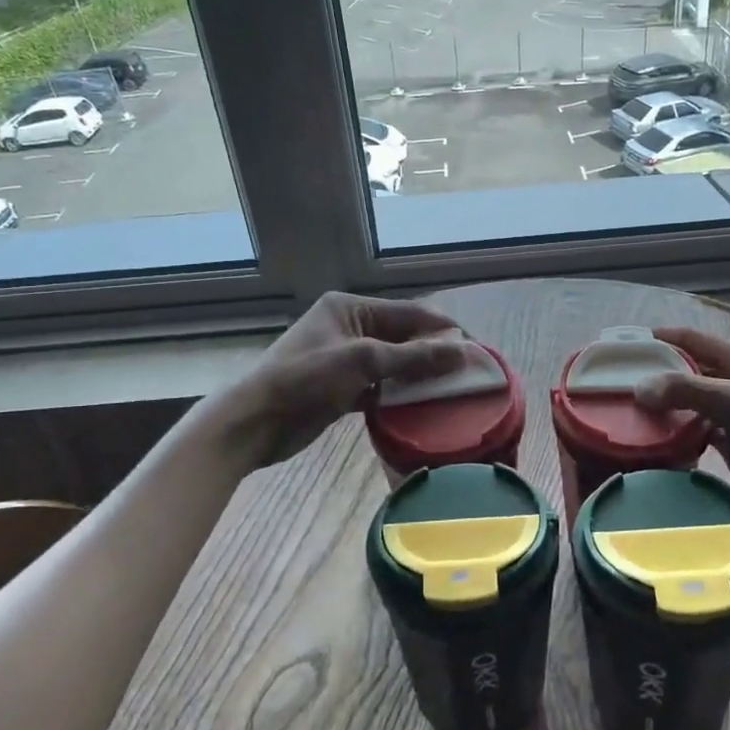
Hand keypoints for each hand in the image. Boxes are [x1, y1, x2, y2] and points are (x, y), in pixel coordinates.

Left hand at [209, 292, 466, 469]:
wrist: (254, 422)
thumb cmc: (306, 379)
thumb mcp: (363, 361)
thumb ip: (413, 356)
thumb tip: (462, 350)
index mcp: (350, 307)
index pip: (408, 312)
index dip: (442, 329)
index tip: (475, 348)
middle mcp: (349, 327)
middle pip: (402, 337)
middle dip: (432, 353)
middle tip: (468, 374)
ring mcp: (344, 359)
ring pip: (393, 364)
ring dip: (418, 376)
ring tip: (452, 392)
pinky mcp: (340, 389)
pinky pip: (379, 387)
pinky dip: (398, 396)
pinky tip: (421, 408)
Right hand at [635, 327, 729, 558]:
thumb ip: (689, 391)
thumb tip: (639, 387)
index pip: (697, 341)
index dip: (664, 338)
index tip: (627, 344)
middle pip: (692, 374)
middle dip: (659, 375)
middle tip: (618, 383)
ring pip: (693, 407)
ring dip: (666, 409)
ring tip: (628, 413)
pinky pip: (699, 437)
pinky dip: (678, 437)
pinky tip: (654, 443)